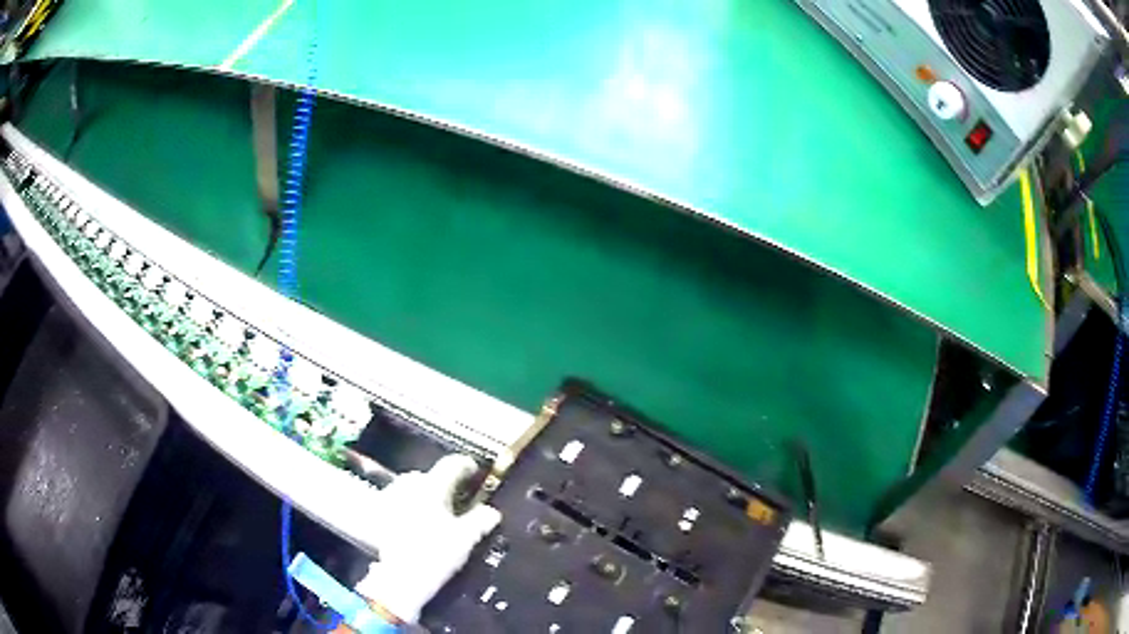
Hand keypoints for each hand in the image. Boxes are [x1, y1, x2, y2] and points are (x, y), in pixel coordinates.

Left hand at [354, 455, 500, 623]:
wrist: (400, 577)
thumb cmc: (435, 554)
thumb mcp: (466, 539)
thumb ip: (480, 520)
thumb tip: (491, 512)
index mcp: (432, 486)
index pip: (452, 464)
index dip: (466, 465)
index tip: (474, 470)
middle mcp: (409, 486)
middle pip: (430, 476)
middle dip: (443, 484)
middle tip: (457, 498)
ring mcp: (390, 498)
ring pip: (411, 488)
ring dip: (423, 495)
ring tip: (435, 511)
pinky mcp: (379, 514)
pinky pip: (397, 503)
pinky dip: (408, 508)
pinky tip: (414, 523)